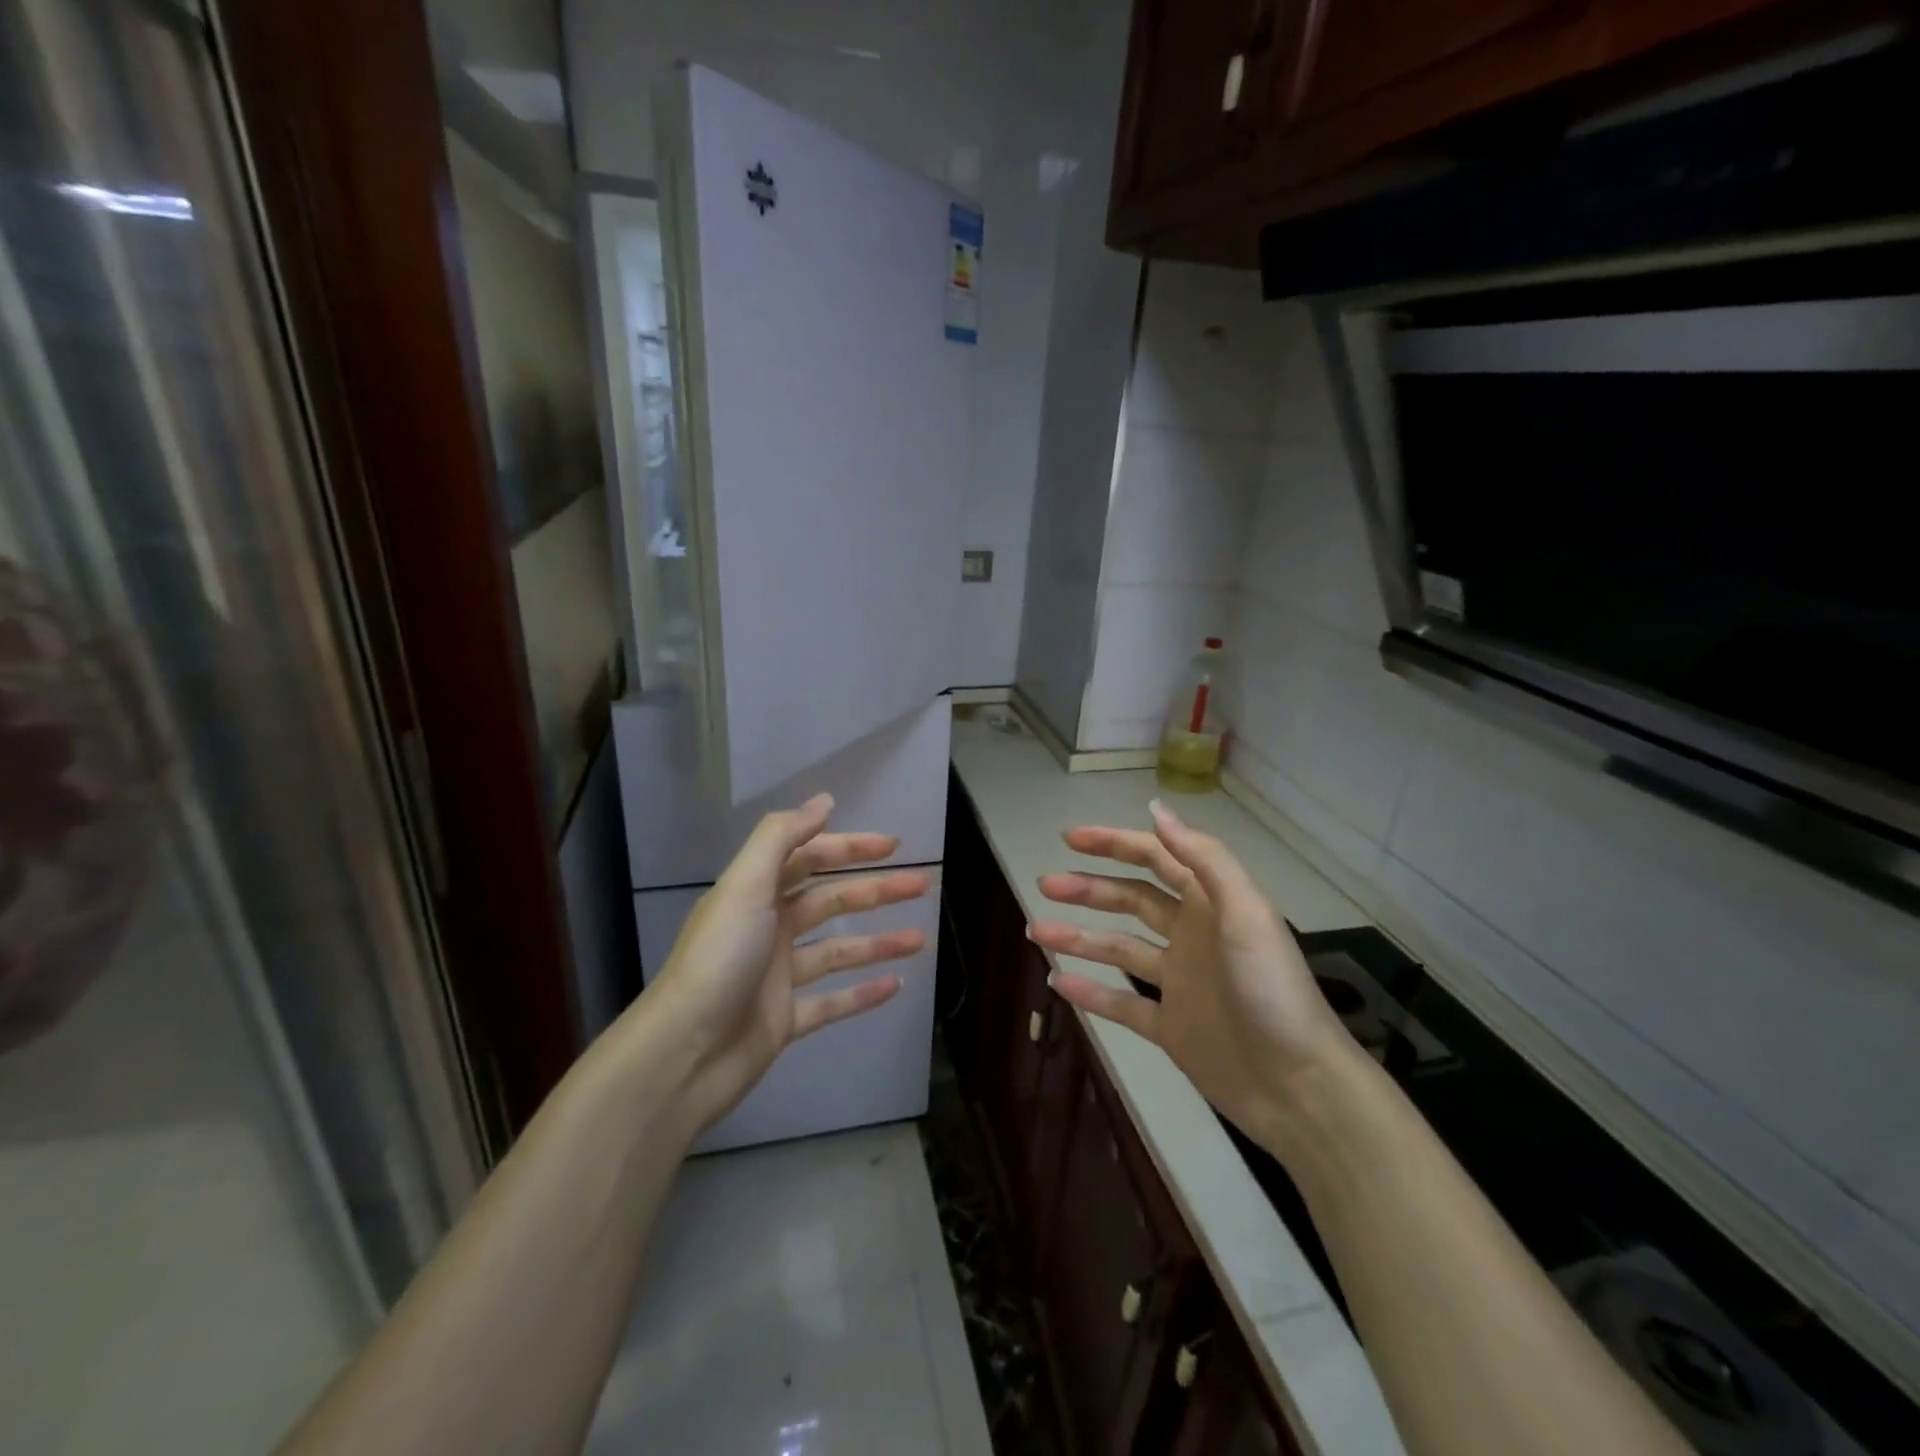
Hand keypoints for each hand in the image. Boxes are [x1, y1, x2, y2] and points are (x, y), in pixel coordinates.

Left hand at [635, 793, 930, 1134]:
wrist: (683, 1055)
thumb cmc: (719, 960)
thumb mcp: (745, 886)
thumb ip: (782, 837)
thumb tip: (824, 801)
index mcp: (755, 894)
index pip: (809, 858)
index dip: (849, 847)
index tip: (892, 846)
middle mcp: (767, 929)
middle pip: (830, 901)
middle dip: (875, 891)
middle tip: (921, 885)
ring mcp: (777, 976)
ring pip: (837, 951)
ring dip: (878, 942)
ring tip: (920, 939)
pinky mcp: (785, 1020)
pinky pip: (832, 1002)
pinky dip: (863, 994)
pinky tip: (895, 985)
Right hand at [1029, 799, 1351, 1149]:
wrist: (1300, 1088)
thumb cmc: (1272, 992)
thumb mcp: (1246, 915)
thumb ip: (1203, 860)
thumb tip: (1155, 809)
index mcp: (1211, 905)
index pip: (1156, 859)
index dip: (1114, 843)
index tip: (1070, 838)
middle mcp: (1192, 936)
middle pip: (1131, 900)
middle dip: (1088, 888)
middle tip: (1046, 883)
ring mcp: (1179, 984)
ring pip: (1119, 949)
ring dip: (1079, 938)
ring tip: (1037, 930)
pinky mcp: (1172, 1028)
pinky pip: (1122, 1005)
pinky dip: (1091, 994)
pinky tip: (1058, 982)